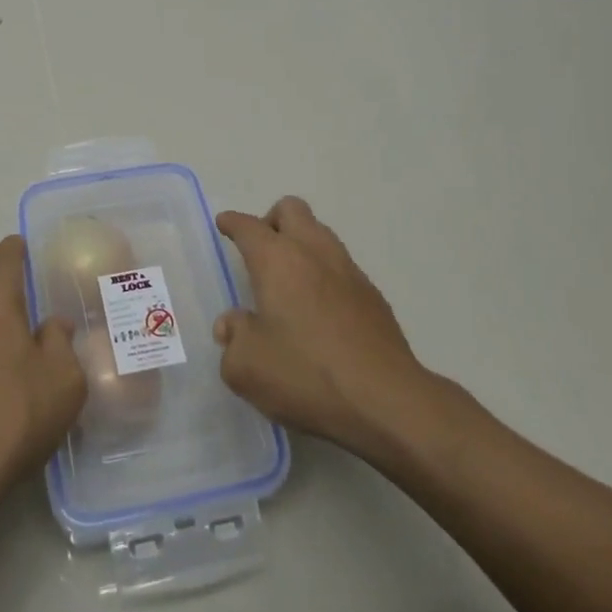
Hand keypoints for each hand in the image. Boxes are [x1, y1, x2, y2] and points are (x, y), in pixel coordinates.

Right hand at [215, 198, 470, 463]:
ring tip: (289, 280)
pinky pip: (341, 267)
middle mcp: (313, 252)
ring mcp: (348, 270)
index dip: (232, 223)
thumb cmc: (306, 376)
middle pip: (291, 209)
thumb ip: (233, 338)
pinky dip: (325, 275)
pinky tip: (320, 310)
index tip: (225, 224)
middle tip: (260, 251)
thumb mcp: (247, 367)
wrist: (386, 402)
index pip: (248, 226)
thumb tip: (232, 324)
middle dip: (271, 220)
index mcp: (277, 259)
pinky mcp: (373, 296)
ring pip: (320, 233)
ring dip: (301, 244)